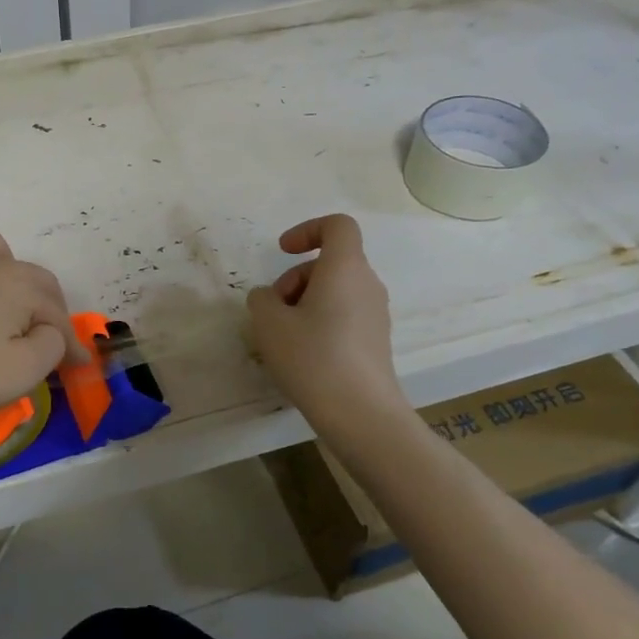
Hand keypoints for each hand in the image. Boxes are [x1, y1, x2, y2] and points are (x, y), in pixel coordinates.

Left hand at [0, 231, 85, 432]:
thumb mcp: (19, 374)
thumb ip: (50, 347)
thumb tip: (50, 332)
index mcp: (17, 285)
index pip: (57, 314)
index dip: (72, 344)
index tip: (78, 368)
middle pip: (30, 277)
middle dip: (47, 308)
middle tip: (47, 340)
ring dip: (5, 276)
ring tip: (1, 305)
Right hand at [247, 215, 404, 426]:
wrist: (360, 412)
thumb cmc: (313, 357)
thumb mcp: (269, 324)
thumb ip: (261, 299)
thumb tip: (268, 297)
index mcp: (345, 268)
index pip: (337, 226)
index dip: (307, 230)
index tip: (282, 252)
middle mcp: (367, 284)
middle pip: (331, 262)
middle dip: (295, 278)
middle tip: (273, 310)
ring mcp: (376, 314)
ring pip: (336, 290)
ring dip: (305, 302)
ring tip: (283, 336)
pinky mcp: (376, 340)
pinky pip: (344, 315)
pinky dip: (320, 322)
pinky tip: (303, 355)